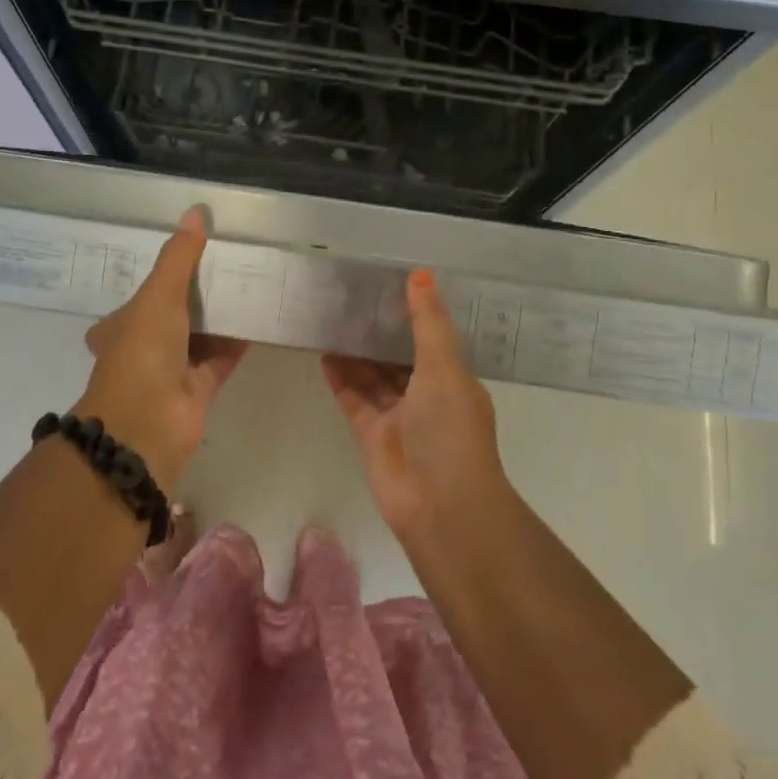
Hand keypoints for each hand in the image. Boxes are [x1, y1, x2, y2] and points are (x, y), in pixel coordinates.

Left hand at [76, 208, 246, 488]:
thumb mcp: (158, 295)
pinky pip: (221, 358)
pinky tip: (259, 318)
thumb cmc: (143, 352)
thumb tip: (195, 211)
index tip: (190, 253)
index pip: (141, 294)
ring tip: (249, 282)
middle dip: (198, 294)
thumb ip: (179, 256)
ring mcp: (172, 370)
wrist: (148, 424)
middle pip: (174, 313)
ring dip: (220, 315)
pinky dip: (238, 341)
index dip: (162, 275)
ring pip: (200, 335)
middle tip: (229, 263)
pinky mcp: (199, 388)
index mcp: (121, 325)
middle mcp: (144, 346)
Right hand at [323, 269, 509, 540]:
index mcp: (453, 379)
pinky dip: (341, 379)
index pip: (432, 338)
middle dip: (379, 332)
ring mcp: (398, 417)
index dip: (412, 314)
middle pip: (399, 356)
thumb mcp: (444, 366)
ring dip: (356, 353)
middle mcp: (427, 396)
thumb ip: (428, 321)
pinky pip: (354, 399)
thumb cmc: (450, 430)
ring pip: (374, 377)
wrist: (440, 505)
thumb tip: (420, 273)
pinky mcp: (372, 435)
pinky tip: (324, 354)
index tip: (388, 284)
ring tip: (332, 320)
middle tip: (351, 298)